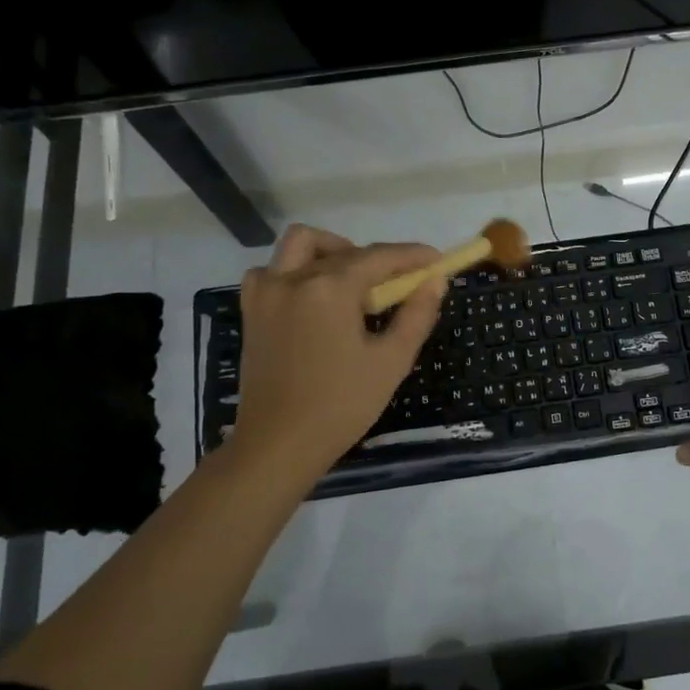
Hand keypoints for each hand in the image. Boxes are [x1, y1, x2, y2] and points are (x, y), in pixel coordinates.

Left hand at [227, 225, 444, 484]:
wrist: (278, 444)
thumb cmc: (341, 405)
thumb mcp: (391, 361)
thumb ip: (417, 315)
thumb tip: (435, 281)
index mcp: (330, 289)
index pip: (380, 257)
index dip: (413, 255)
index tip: (437, 260)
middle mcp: (294, 278)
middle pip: (346, 251)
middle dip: (379, 260)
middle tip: (400, 285)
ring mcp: (266, 292)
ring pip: (302, 245)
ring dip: (333, 251)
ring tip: (354, 282)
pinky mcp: (252, 310)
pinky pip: (273, 270)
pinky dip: (296, 271)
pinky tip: (314, 296)